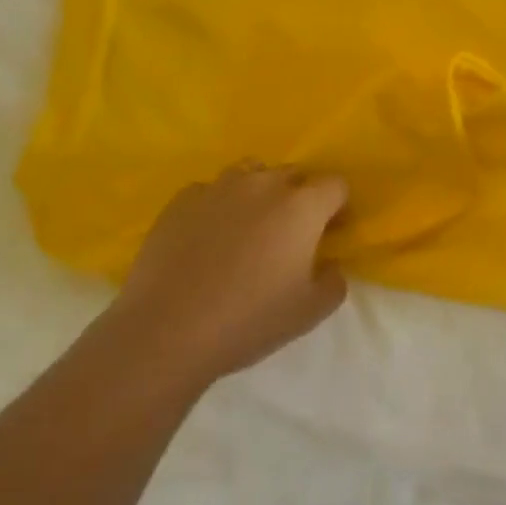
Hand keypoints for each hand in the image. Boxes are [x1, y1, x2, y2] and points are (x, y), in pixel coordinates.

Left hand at [111, 163, 348, 386]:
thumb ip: (334, 280)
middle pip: (293, 174)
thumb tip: (329, 264)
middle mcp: (262, 185)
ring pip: (250, 174)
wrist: (167, 330)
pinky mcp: (180, 201)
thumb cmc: (250, 320)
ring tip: (249, 230)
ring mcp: (217, 188)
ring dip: (259, 194)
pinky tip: (208, 240)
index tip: (330, 234)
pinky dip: (218, 207)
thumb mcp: (312, 311)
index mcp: (302, 207)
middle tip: (291, 236)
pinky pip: (211, 191)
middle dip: (300, 198)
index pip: (335, 185)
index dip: (338, 208)